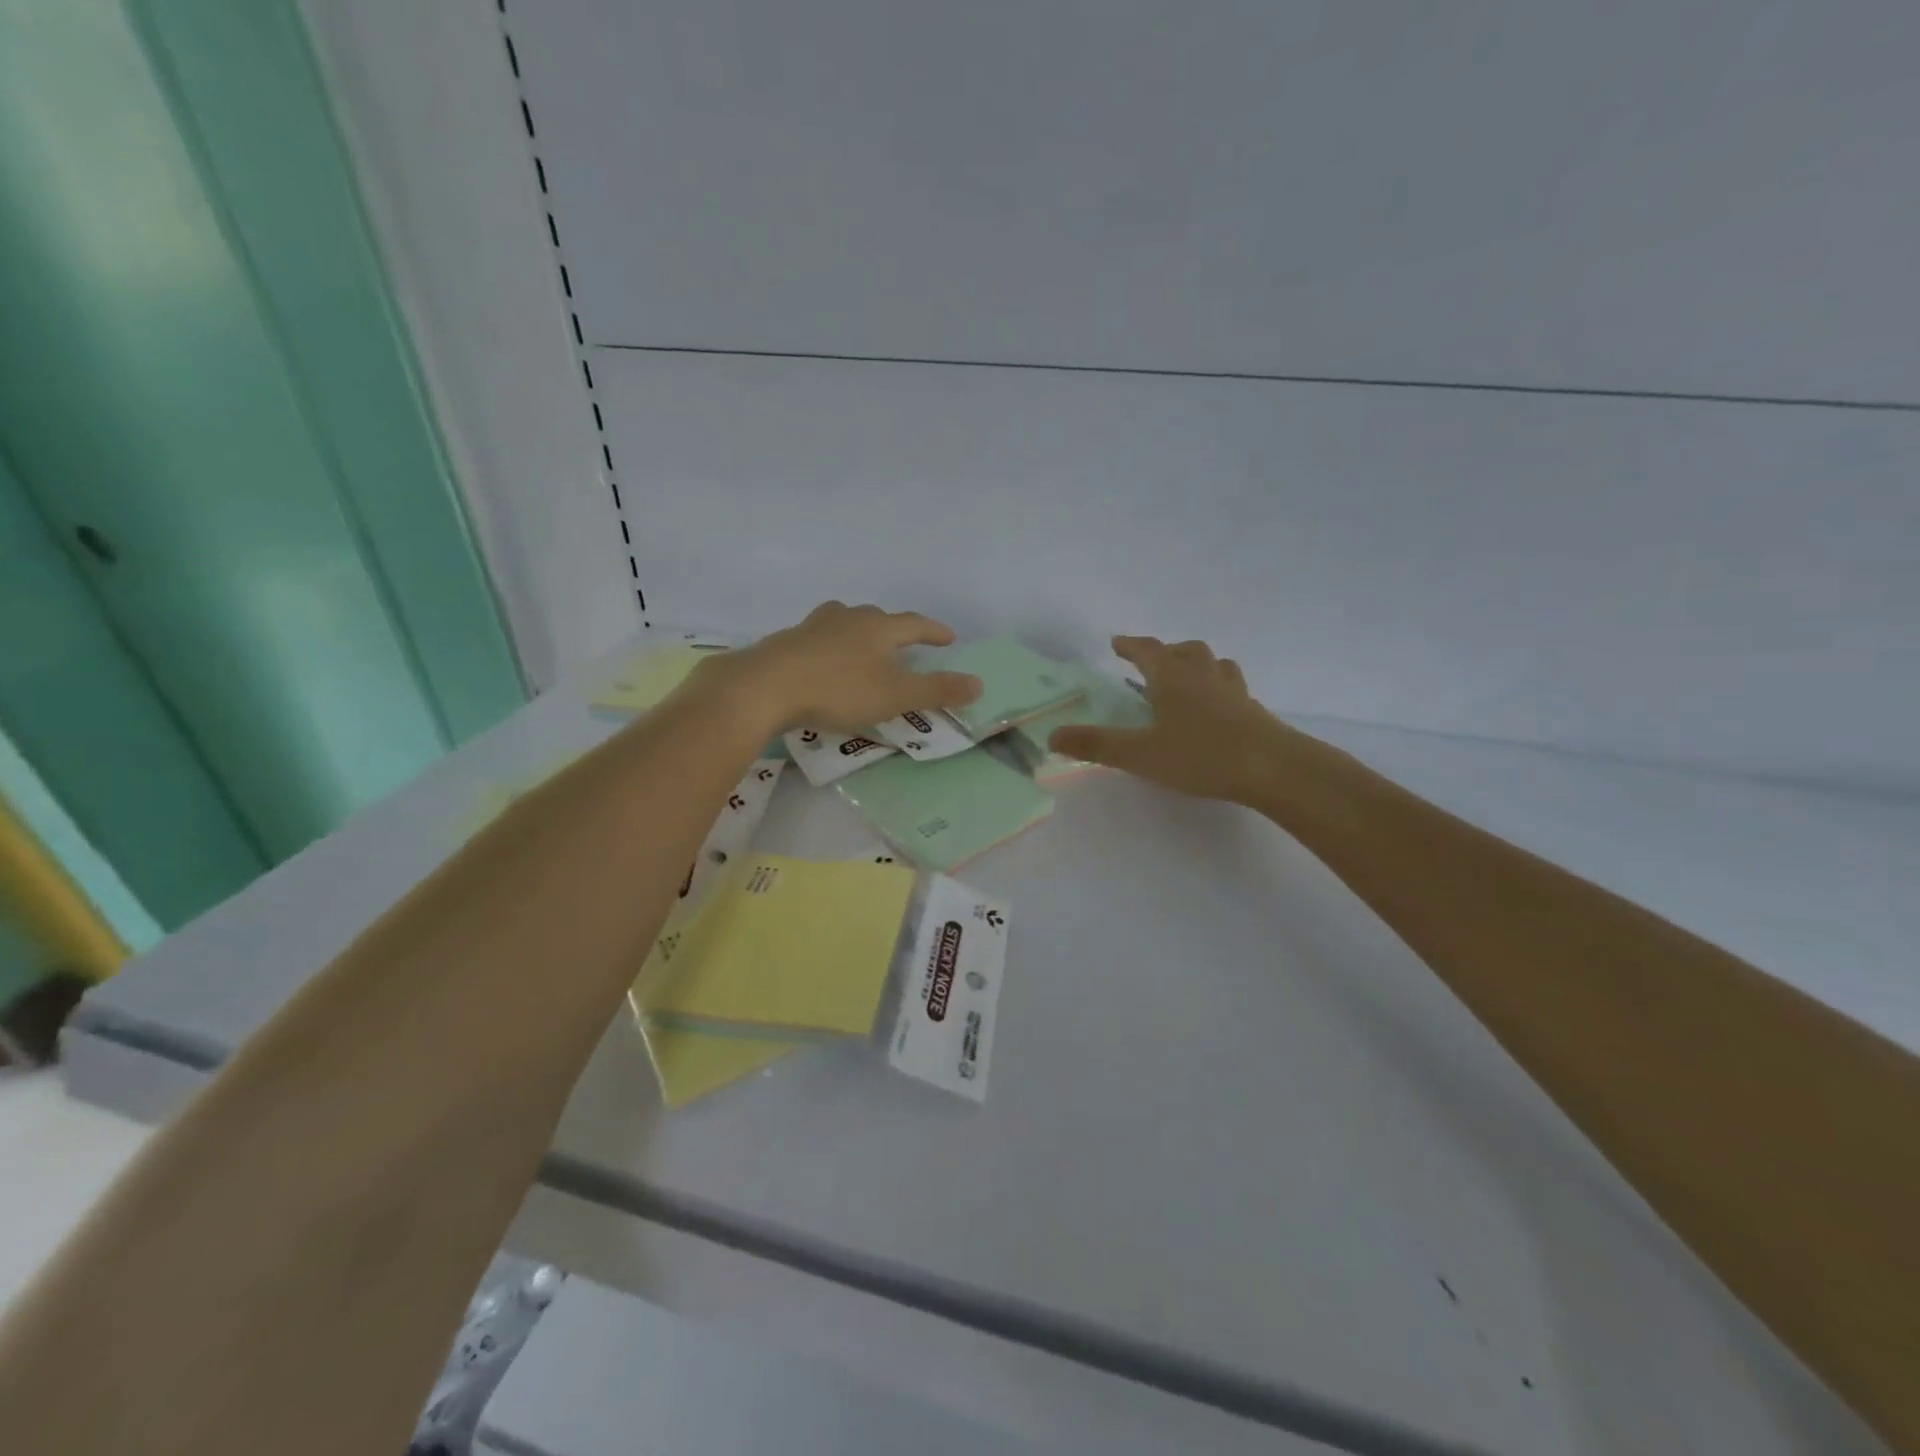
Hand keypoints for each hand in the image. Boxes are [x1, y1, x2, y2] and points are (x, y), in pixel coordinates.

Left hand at [695, 602, 981, 734]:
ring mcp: (813, 627)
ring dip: (858, 632)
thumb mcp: (895, 695)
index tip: (949, 638)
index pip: (914, 624)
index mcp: (878, 627)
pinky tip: (823, 664)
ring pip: (843, 622)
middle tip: (904, 643)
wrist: (765, 687)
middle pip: (877, 617)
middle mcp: (847, 618)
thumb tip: (979, 683)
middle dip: (894, 629)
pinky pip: (817, 639)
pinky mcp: (787, 642)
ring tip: (862, 646)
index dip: (933, 632)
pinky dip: (829, 648)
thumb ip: (937, 690)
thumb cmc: (839, 690)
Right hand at [1049, 636, 1320, 805]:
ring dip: (1195, 664)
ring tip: (1186, 678)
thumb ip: (1095, 744)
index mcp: (1171, 677)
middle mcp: (1202, 675)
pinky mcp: (1253, 709)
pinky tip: (1216, 708)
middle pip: (1184, 650)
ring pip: (1213, 663)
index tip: (1117, 643)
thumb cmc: (1200, 755)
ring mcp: (1232, 690)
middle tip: (1150, 664)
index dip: (1130, 645)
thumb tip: (1051, 736)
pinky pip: (1231, 686)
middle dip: (1164, 652)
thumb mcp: (1139, 754)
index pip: (1147, 650)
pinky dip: (1217, 687)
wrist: (1272, 768)